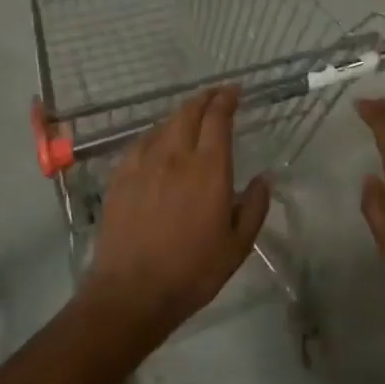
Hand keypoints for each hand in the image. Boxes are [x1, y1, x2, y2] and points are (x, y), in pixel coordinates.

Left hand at [85, 86, 269, 337]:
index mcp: (208, 169)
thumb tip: (265, 178)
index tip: (235, 91)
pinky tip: (158, 142)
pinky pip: (140, 143)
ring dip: (181, 114)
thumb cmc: (193, 271)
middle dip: (205, 98)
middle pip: (188, 112)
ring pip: (163, 124)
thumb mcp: (238, 245)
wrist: (132, 292)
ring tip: (191, 116)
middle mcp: (175, 156)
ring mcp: (143, 164)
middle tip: (216, 96)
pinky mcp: (120, 177)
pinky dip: (155, 134)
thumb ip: (255, 206)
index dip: (226, 99)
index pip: (217, 118)